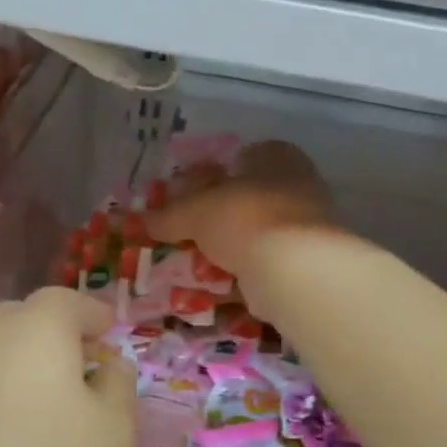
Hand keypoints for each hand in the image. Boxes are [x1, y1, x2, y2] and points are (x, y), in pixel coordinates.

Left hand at [0, 286, 135, 446]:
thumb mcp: (116, 427)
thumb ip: (119, 384)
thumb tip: (107, 365)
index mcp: (36, 328)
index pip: (66, 300)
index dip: (93, 313)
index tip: (113, 334)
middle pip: (24, 316)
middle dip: (57, 330)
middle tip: (86, 361)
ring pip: (0, 349)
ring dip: (32, 360)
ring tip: (62, 397)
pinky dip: (9, 387)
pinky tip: (27, 425)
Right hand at [147, 140, 333, 283]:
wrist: (294, 268)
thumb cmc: (244, 217)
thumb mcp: (194, 211)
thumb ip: (168, 215)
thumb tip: (139, 220)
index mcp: (277, 157)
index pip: (242, 158)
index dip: (212, 176)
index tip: (187, 198)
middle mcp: (298, 185)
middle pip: (248, 200)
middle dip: (218, 219)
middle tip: (187, 236)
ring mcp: (307, 227)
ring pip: (257, 236)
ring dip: (230, 251)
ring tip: (197, 266)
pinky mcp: (307, 264)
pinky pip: (266, 267)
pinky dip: (244, 277)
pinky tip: (218, 289)